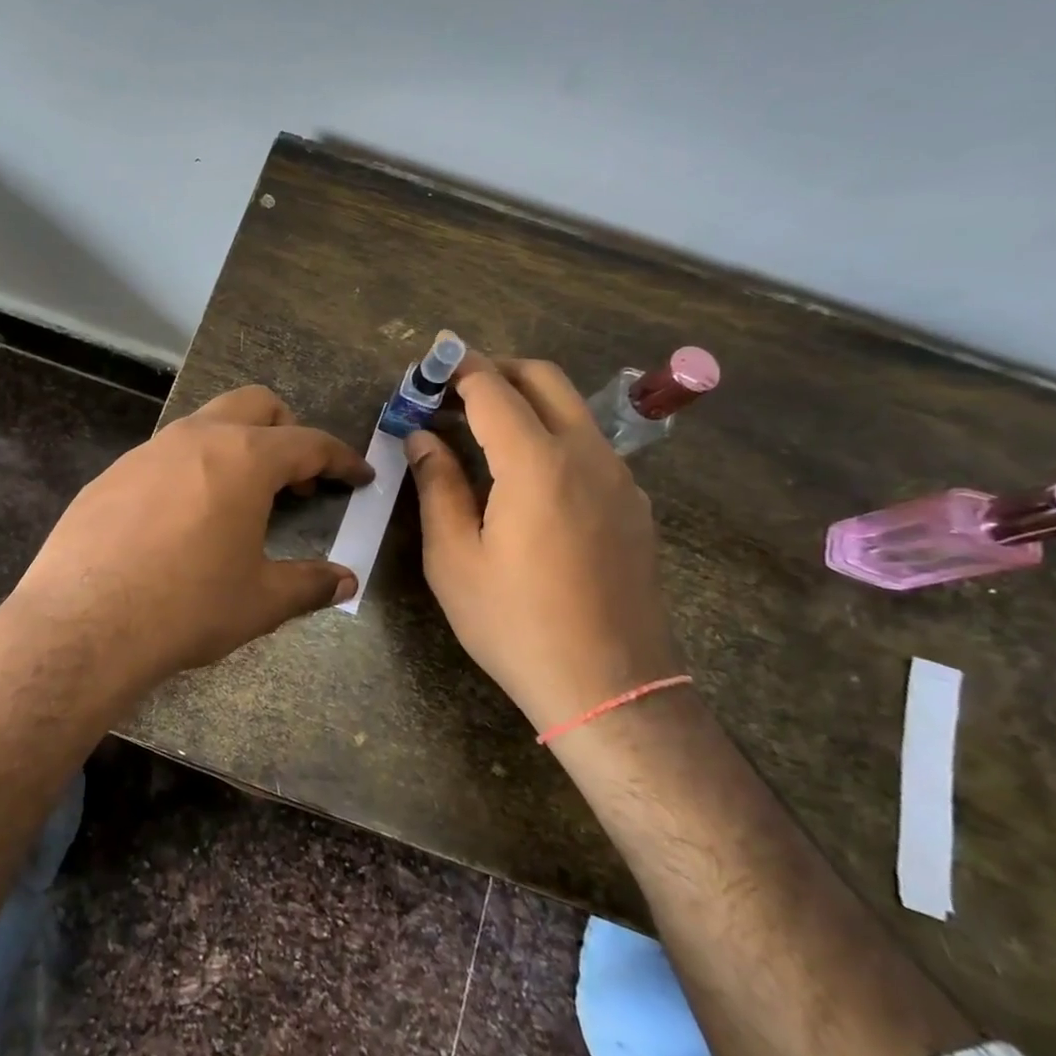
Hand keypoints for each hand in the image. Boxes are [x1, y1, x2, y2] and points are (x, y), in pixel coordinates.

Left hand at [3, 385, 372, 697]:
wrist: (83, 625)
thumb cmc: (187, 607)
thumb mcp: (260, 601)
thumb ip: (309, 584)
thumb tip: (345, 581)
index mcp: (244, 458)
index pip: (309, 443)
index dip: (341, 459)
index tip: (358, 476)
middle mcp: (196, 438)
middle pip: (255, 404)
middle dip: (287, 430)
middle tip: (298, 479)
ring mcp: (147, 451)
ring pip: (205, 424)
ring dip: (235, 447)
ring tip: (240, 499)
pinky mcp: (111, 474)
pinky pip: (164, 455)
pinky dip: (191, 470)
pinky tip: (182, 519)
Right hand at [404, 353, 681, 731]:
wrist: (610, 687)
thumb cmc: (515, 623)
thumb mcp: (454, 558)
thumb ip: (437, 486)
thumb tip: (422, 438)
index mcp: (536, 462)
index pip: (492, 388)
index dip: (455, 369)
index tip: (426, 368)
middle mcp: (586, 454)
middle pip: (543, 379)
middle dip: (495, 371)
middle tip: (451, 393)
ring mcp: (619, 478)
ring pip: (571, 410)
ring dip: (525, 403)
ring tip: (480, 435)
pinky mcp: (633, 505)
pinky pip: (589, 446)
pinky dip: (551, 436)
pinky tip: (525, 480)